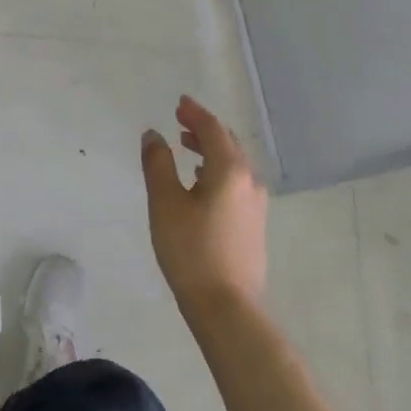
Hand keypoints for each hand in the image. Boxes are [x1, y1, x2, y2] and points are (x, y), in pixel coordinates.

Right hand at [141, 95, 267, 316]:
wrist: (226, 307)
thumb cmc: (190, 249)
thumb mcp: (165, 202)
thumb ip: (158, 163)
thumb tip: (154, 134)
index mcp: (229, 170)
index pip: (213, 129)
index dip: (195, 113)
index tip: (179, 103)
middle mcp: (249, 181)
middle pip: (228, 143)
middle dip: (204, 128)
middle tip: (180, 120)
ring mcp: (256, 204)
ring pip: (234, 163)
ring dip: (210, 150)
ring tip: (186, 148)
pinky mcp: (254, 224)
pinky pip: (236, 182)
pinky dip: (217, 169)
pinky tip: (201, 182)